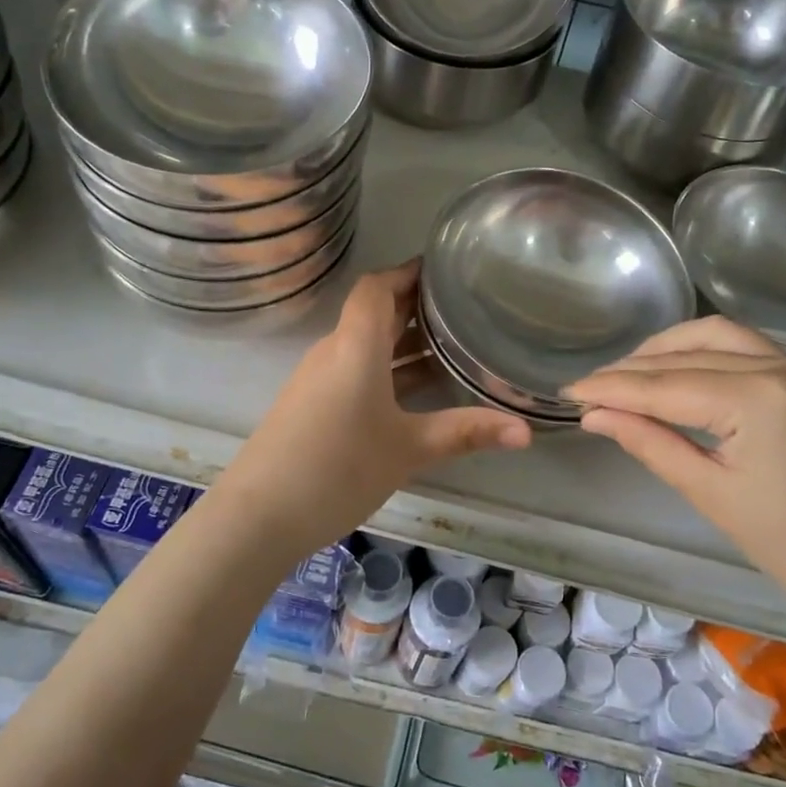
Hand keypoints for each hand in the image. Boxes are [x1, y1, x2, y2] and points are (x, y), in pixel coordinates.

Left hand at [209, 263, 530, 558]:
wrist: (258, 515)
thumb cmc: (339, 468)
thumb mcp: (409, 449)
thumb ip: (466, 432)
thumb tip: (527, 431)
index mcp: (355, 346)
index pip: (377, 287)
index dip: (408, 273)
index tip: (445, 271)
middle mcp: (334, 351)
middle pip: (374, 313)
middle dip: (415, 307)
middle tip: (463, 307)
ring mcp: (318, 379)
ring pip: (366, 345)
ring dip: (403, 341)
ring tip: (451, 345)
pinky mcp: (311, 404)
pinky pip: (354, 370)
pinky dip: (386, 368)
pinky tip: (415, 392)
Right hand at [567, 318, 785, 627]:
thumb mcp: (710, 493)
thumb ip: (649, 442)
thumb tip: (594, 415)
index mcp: (758, 397)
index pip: (665, 385)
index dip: (611, 388)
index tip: (568, 392)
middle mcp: (781, 365)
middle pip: (687, 353)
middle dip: (632, 369)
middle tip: (589, 388)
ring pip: (715, 336)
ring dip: (666, 350)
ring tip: (626, 374)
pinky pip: (743, 347)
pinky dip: (701, 353)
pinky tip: (675, 371)